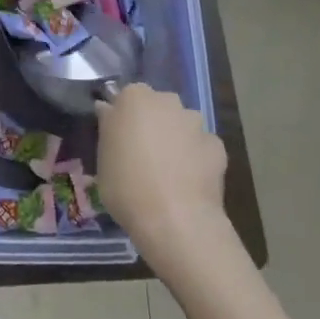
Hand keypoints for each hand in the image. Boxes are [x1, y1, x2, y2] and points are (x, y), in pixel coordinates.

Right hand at [97, 82, 230, 273]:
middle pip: (157, 108)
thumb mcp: (102, 159)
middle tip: (143, 154)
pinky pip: (201, 147)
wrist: (175, 221)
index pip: (126, 97)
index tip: (120, 139)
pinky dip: (196, 158)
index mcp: (134, 98)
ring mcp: (195, 123)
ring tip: (169, 172)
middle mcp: (167, 101)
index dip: (124, 118)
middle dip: (152, 124)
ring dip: (176, 139)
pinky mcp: (217, 146)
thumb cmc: (126, 186)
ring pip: (182, 125)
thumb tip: (108, 110)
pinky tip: (189, 182)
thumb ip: (108, 128)